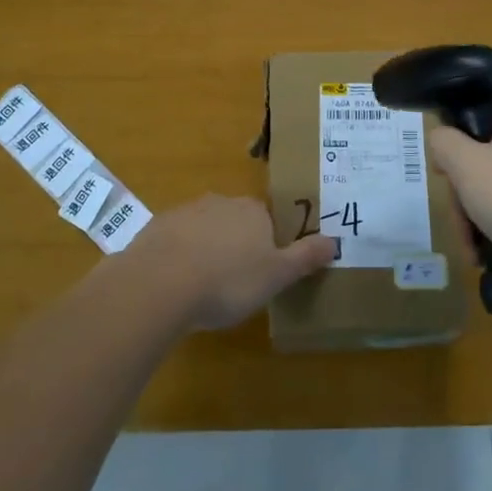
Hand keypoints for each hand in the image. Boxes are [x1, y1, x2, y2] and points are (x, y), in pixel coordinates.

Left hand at [131, 195, 337, 329]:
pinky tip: (175, 285)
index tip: (262, 273)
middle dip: (236, 246)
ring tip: (202, 288)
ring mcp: (186, 211)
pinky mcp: (157, 227)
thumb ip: (305, 257)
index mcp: (253, 211)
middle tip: (233, 284)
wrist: (160, 283)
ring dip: (206, 250)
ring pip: (204, 229)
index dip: (268, 246)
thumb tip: (334, 240)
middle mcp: (221, 202)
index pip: (268, 221)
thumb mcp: (276, 276)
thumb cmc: (228, 281)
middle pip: (236, 222)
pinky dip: (178, 257)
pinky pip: (175, 240)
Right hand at [427, 103, 491, 282]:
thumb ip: (443, 142)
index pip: (481, 115)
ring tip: (472, 247)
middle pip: (486, 157)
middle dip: (465, 192)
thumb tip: (441, 139)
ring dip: (478, 216)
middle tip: (458, 217)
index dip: (455, 140)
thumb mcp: (465, 165)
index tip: (444, 171)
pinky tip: (489, 254)